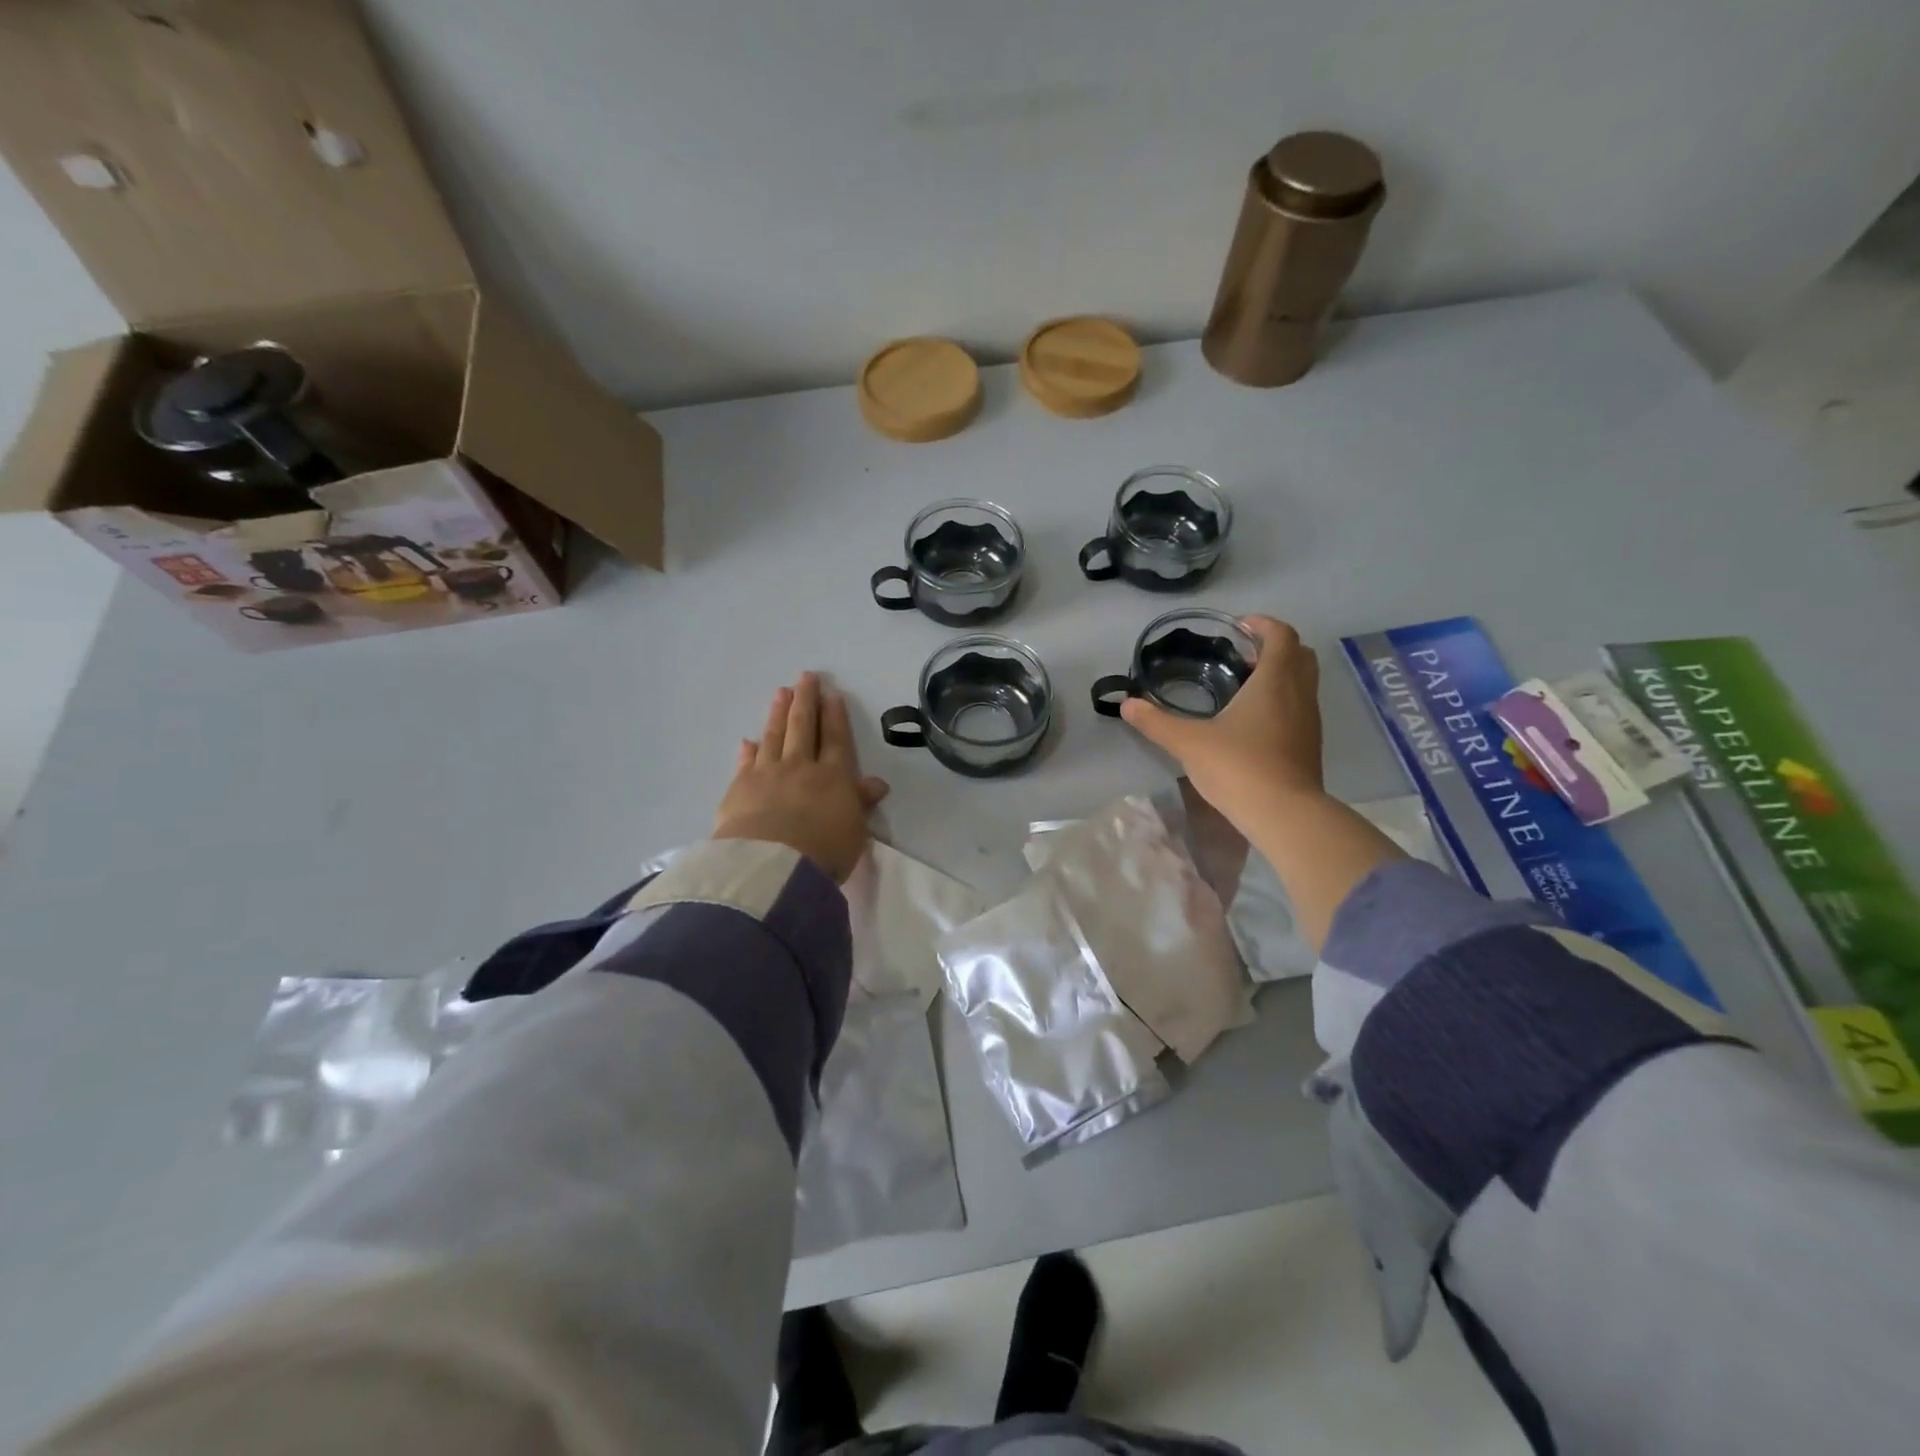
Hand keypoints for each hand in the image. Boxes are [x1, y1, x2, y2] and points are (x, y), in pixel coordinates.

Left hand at [712, 673, 889, 881]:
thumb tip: (877, 783)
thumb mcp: (855, 831)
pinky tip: (748, 740)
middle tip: (805, 677)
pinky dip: (748, 750)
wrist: (772, 864)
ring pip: (774, 736)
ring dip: (778, 713)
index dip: (834, 716)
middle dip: (806, 700)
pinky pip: (746, 762)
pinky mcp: (739, 788)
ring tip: (780, 693)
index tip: (832, 694)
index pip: (835, 739)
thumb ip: (861, 804)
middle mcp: (800, 767)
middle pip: (803, 727)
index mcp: (833, 777)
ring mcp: (767, 774)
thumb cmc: (824, 850)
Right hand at [1120, 615, 1323, 822]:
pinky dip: (1284, 700)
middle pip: (1299, 654)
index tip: (1238, 626)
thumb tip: (1126, 704)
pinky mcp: (1310, 745)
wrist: (1284, 814)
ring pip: (1304, 681)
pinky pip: (1301, 707)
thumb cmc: (1238, 767)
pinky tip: (1254, 721)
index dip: (1262, 624)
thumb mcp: (1188, 742)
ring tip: (1244, 686)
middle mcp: (1299, 693)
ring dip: (1281, 674)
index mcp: (1274, 681)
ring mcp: (1309, 720)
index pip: (1281, 634)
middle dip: (1274, 646)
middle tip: (1242, 654)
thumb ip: (1156, 722)